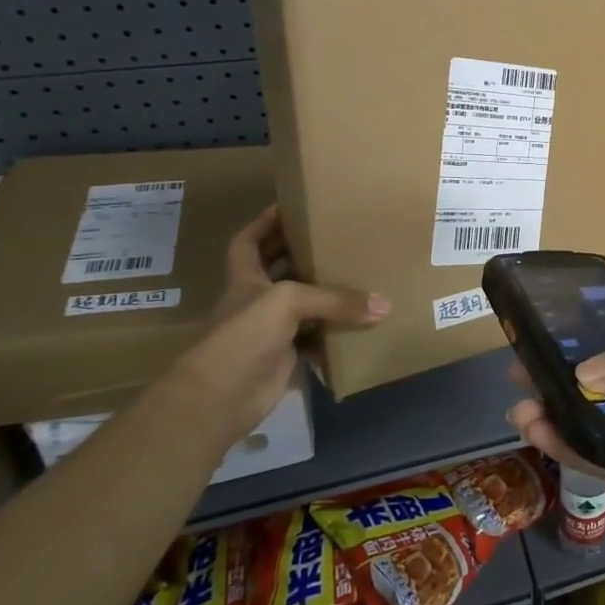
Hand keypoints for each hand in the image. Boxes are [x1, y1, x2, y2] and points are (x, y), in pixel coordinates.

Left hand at [161, 207, 387, 441]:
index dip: (265, 222)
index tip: (292, 206)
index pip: (248, 241)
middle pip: (280, 269)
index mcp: (245, 277)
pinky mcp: (285, 357)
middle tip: (340, 238)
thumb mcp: (289, 302)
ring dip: (327, 295)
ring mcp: (270, 330)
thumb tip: (384, 306)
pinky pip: (316, 339)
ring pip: (303, 305)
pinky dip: (335, 335)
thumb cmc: (243, 335)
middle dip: (305, 254)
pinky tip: (361, 325)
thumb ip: (336, 300)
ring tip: (361, 275)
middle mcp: (256, 299)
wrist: (220, 398)